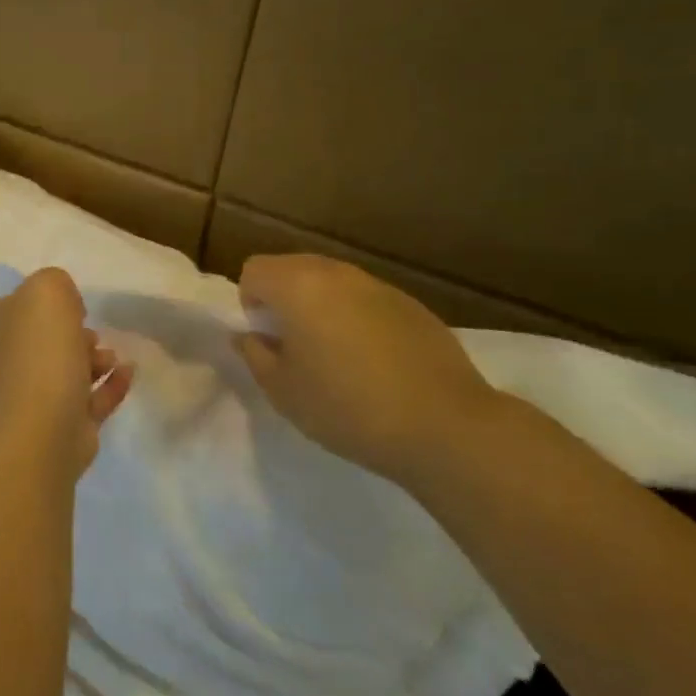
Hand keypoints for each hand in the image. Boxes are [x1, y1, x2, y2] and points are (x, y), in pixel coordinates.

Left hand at [0, 268, 132, 478]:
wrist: (40, 429)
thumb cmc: (40, 353)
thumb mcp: (46, 292)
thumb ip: (55, 282)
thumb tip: (66, 304)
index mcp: (2, 326)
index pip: (25, 304)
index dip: (52, 300)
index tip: (75, 303)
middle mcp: (14, 358)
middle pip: (49, 337)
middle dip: (75, 332)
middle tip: (92, 332)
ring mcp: (38, 394)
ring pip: (71, 368)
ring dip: (96, 358)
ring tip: (110, 358)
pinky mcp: (66, 423)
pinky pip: (93, 397)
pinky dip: (112, 383)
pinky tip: (129, 372)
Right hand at [231, 254, 500, 483]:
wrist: (446, 427)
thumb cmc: (348, 408)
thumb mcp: (283, 391)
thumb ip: (255, 355)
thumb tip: (248, 336)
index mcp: (297, 286)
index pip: (253, 270)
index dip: (251, 303)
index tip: (268, 340)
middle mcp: (336, 273)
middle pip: (292, 268)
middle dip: (284, 299)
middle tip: (295, 346)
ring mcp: (378, 286)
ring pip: (331, 282)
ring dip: (321, 307)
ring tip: (336, 355)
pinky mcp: (412, 305)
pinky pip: (367, 300)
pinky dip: (358, 318)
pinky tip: (376, 362)